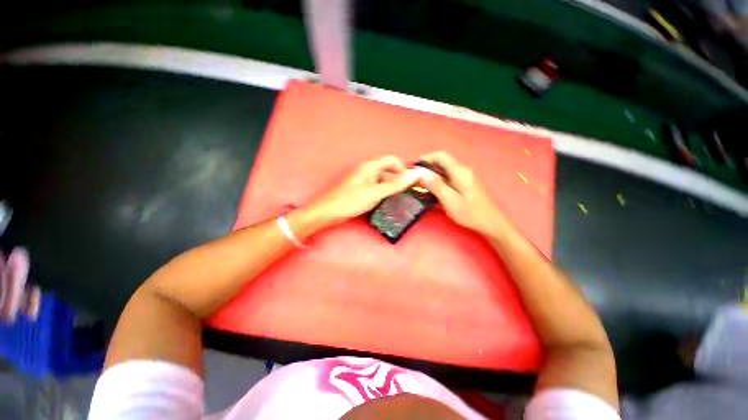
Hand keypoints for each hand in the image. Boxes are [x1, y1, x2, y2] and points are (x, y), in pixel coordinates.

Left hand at [311, 156, 421, 224]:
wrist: (328, 212)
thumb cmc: (351, 201)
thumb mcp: (376, 193)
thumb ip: (395, 184)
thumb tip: (415, 174)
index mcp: (370, 166)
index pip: (392, 160)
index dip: (402, 169)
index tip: (408, 183)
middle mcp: (366, 169)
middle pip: (387, 169)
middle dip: (397, 179)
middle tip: (404, 193)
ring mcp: (362, 179)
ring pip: (381, 179)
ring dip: (390, 187)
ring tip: (396, 199)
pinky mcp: (359, 188)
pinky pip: (375, 186)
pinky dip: (382, 192)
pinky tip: (384, 202)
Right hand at [419, 151, 504, 234]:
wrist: (490, 223)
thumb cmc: (471, 213)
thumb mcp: (451, 201)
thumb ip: (436, 186)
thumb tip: (422, 173)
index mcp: (459, 171)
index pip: (440, 156)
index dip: (426, 158)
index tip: (414, 168)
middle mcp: (462, 171)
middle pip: (441, 163)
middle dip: (426, 169)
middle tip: (414, 179)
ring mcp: (463, 178)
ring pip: (443, 172)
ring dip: (431, 177)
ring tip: (419, 186)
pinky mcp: (463, 185)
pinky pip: (447, 179)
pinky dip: (437, 183)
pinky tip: (431, 192)